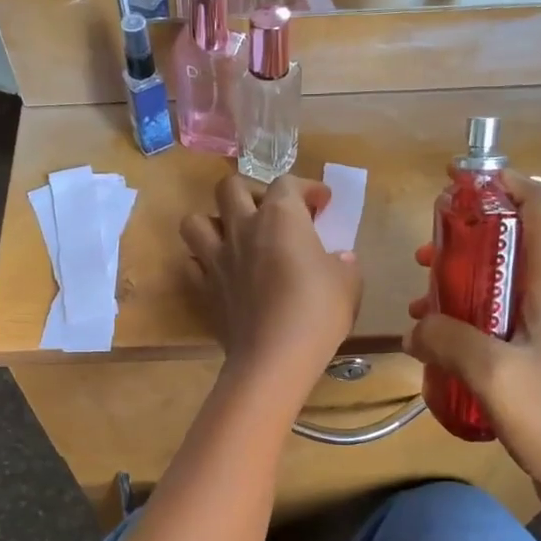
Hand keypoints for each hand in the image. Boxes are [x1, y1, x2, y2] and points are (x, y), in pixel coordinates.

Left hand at [183, 172, 361, 400]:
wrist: (274, 357)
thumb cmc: (317, 313)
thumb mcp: (348, 284)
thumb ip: (343, 263)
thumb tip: (340, 259)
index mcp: (281, 217)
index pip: (288, 183)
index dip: (307, 188)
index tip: (321, 203)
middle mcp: (243, 228)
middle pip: (230, 187)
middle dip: (251, 191)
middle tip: (270, 212)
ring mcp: (217, 258)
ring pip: (196, 220)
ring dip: (213, 222)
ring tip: (233, 236)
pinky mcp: (203, 288)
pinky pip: (192, 262)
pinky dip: (202, 262)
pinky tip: (220, 271)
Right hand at [403, 172, 540, 523]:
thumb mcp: (493, 373)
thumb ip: (447, 339)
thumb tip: (415, 328)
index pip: (537, 207)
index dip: (501, 183)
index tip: (455, 183)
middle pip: (509, 243)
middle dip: (465, 238)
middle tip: (425, 252)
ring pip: (495, 286)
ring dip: (458, 284)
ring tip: (419, 301)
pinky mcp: (531, 362)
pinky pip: (491, 326)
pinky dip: (461, 324)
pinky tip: (434, 346)